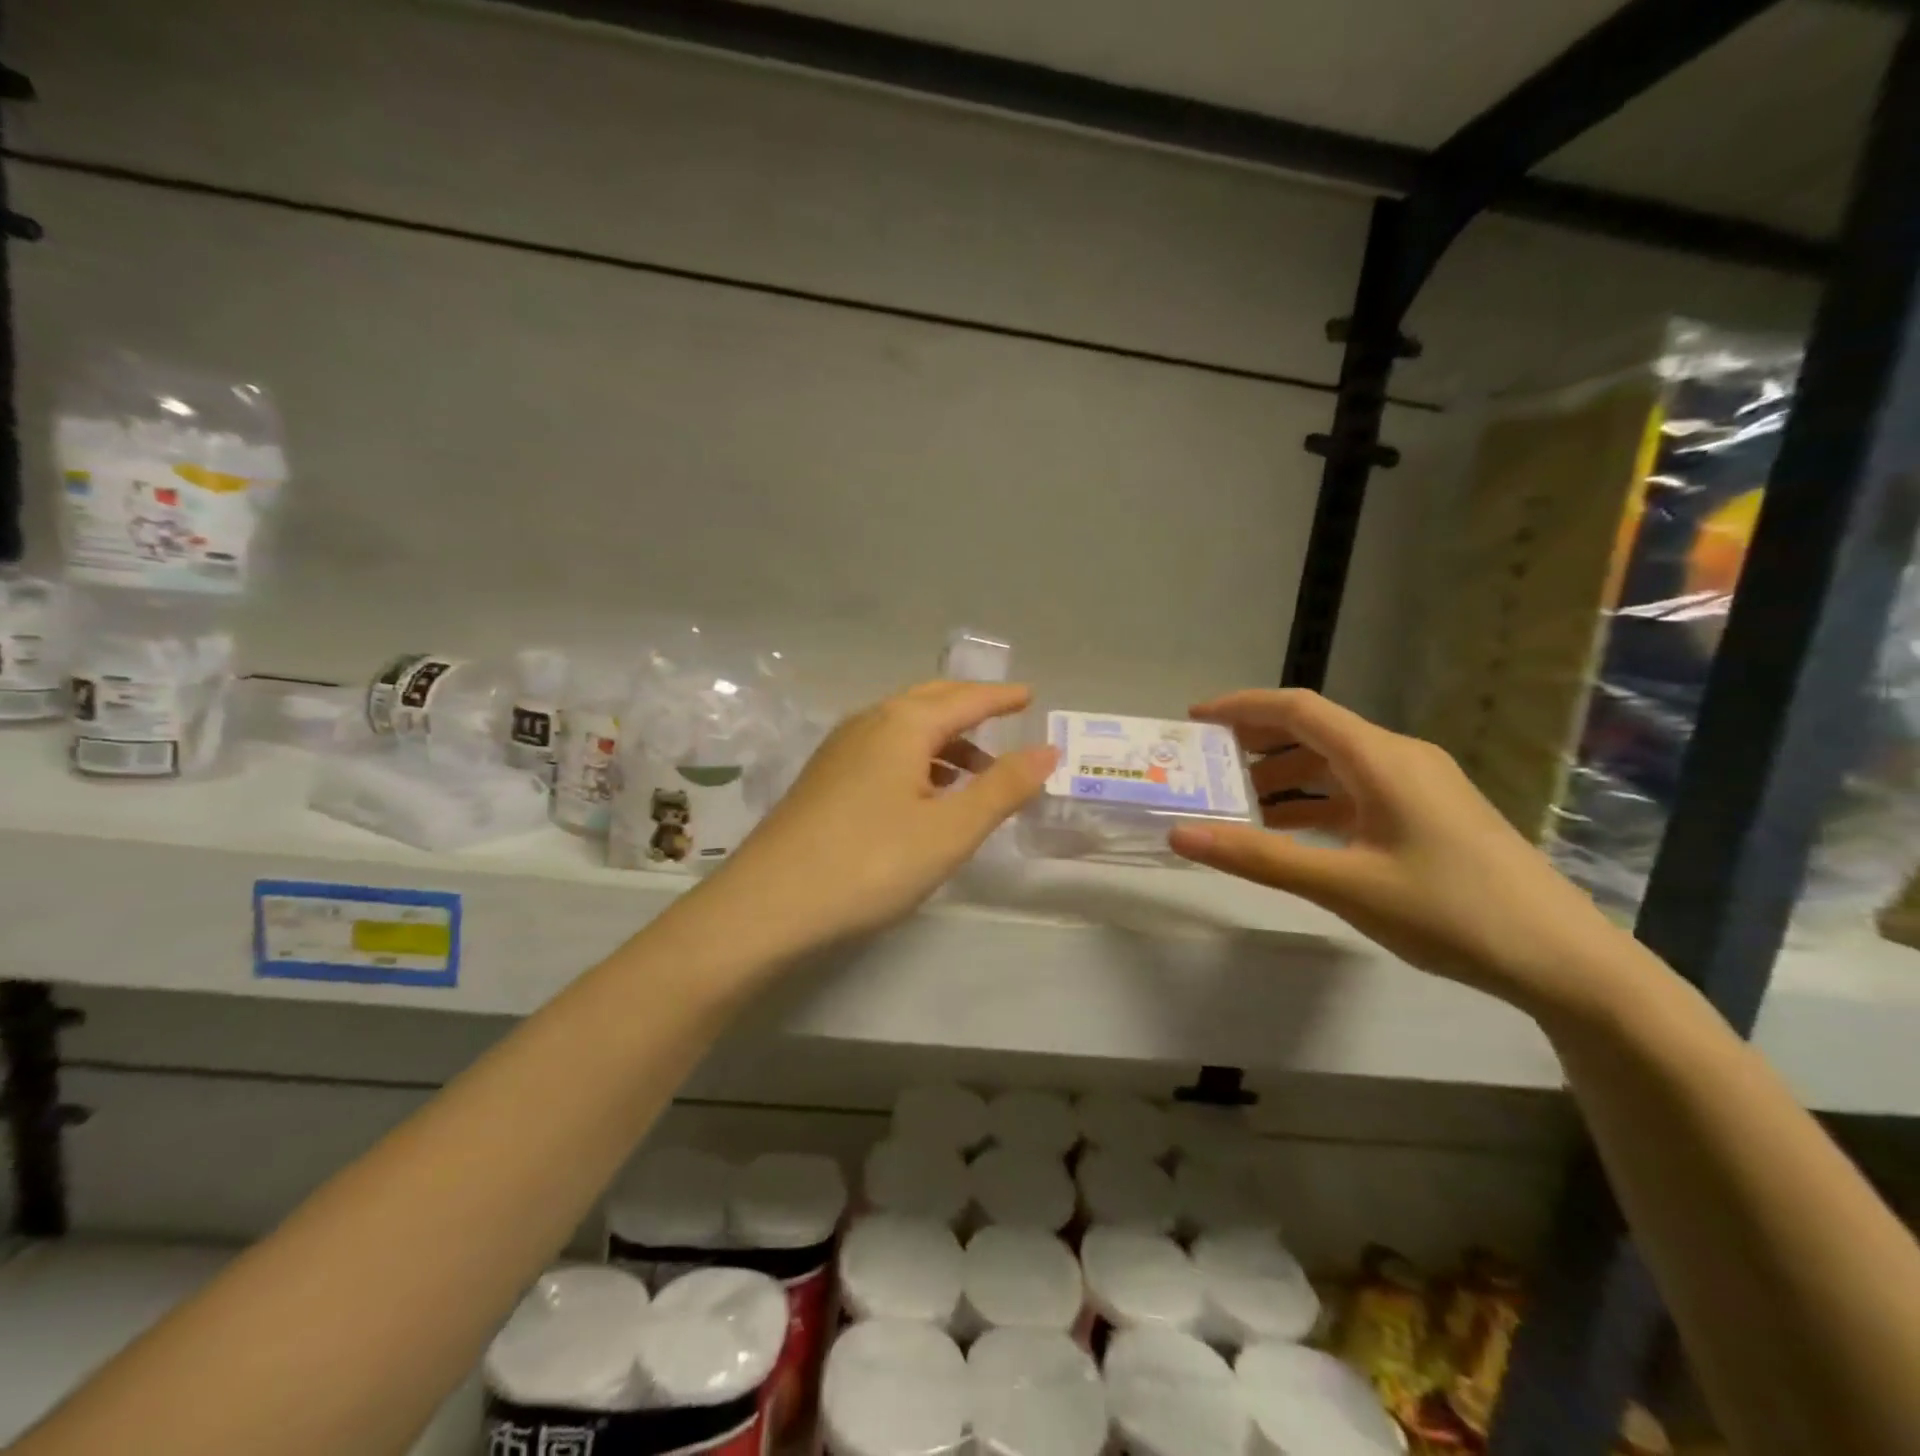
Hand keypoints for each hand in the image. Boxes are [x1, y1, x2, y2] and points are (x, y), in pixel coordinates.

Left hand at [697, 680, 1056, 957]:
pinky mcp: (824, 778)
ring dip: (945, 739)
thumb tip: (1047, 750)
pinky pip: (883, 750)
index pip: (965, 700)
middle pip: (930, 702)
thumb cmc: (870, 863)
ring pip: (904, 727)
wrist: (768, 904)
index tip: (1029, 694)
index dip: (1001, 698)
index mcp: (903, 724)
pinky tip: (924, 792)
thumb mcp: (950, 830)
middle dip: (970, 707)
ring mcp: (839, 750)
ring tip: (976, 770)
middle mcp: (869, 723)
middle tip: (1005, 718)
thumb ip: (1002, 787)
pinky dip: (917, 759)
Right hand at [1168, 689, 1640, 1019]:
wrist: (1565, 961)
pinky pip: (1357, 792)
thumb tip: (1180, 836)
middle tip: (1206, 765)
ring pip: (1336, 765)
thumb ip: (1259, 857)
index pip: (1298, 710)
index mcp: (1381, 759)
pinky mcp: (1430, 815)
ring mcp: (1420, 787)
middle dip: (1257, 743)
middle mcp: (1400, 758)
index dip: (1241, 707)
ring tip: (1238, 805)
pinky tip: (1292, 833)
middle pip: (1315, 732)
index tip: (1193, 721)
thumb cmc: (1451, 912)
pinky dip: (1315, 803)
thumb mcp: (1344, 885)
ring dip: (1285, 777)